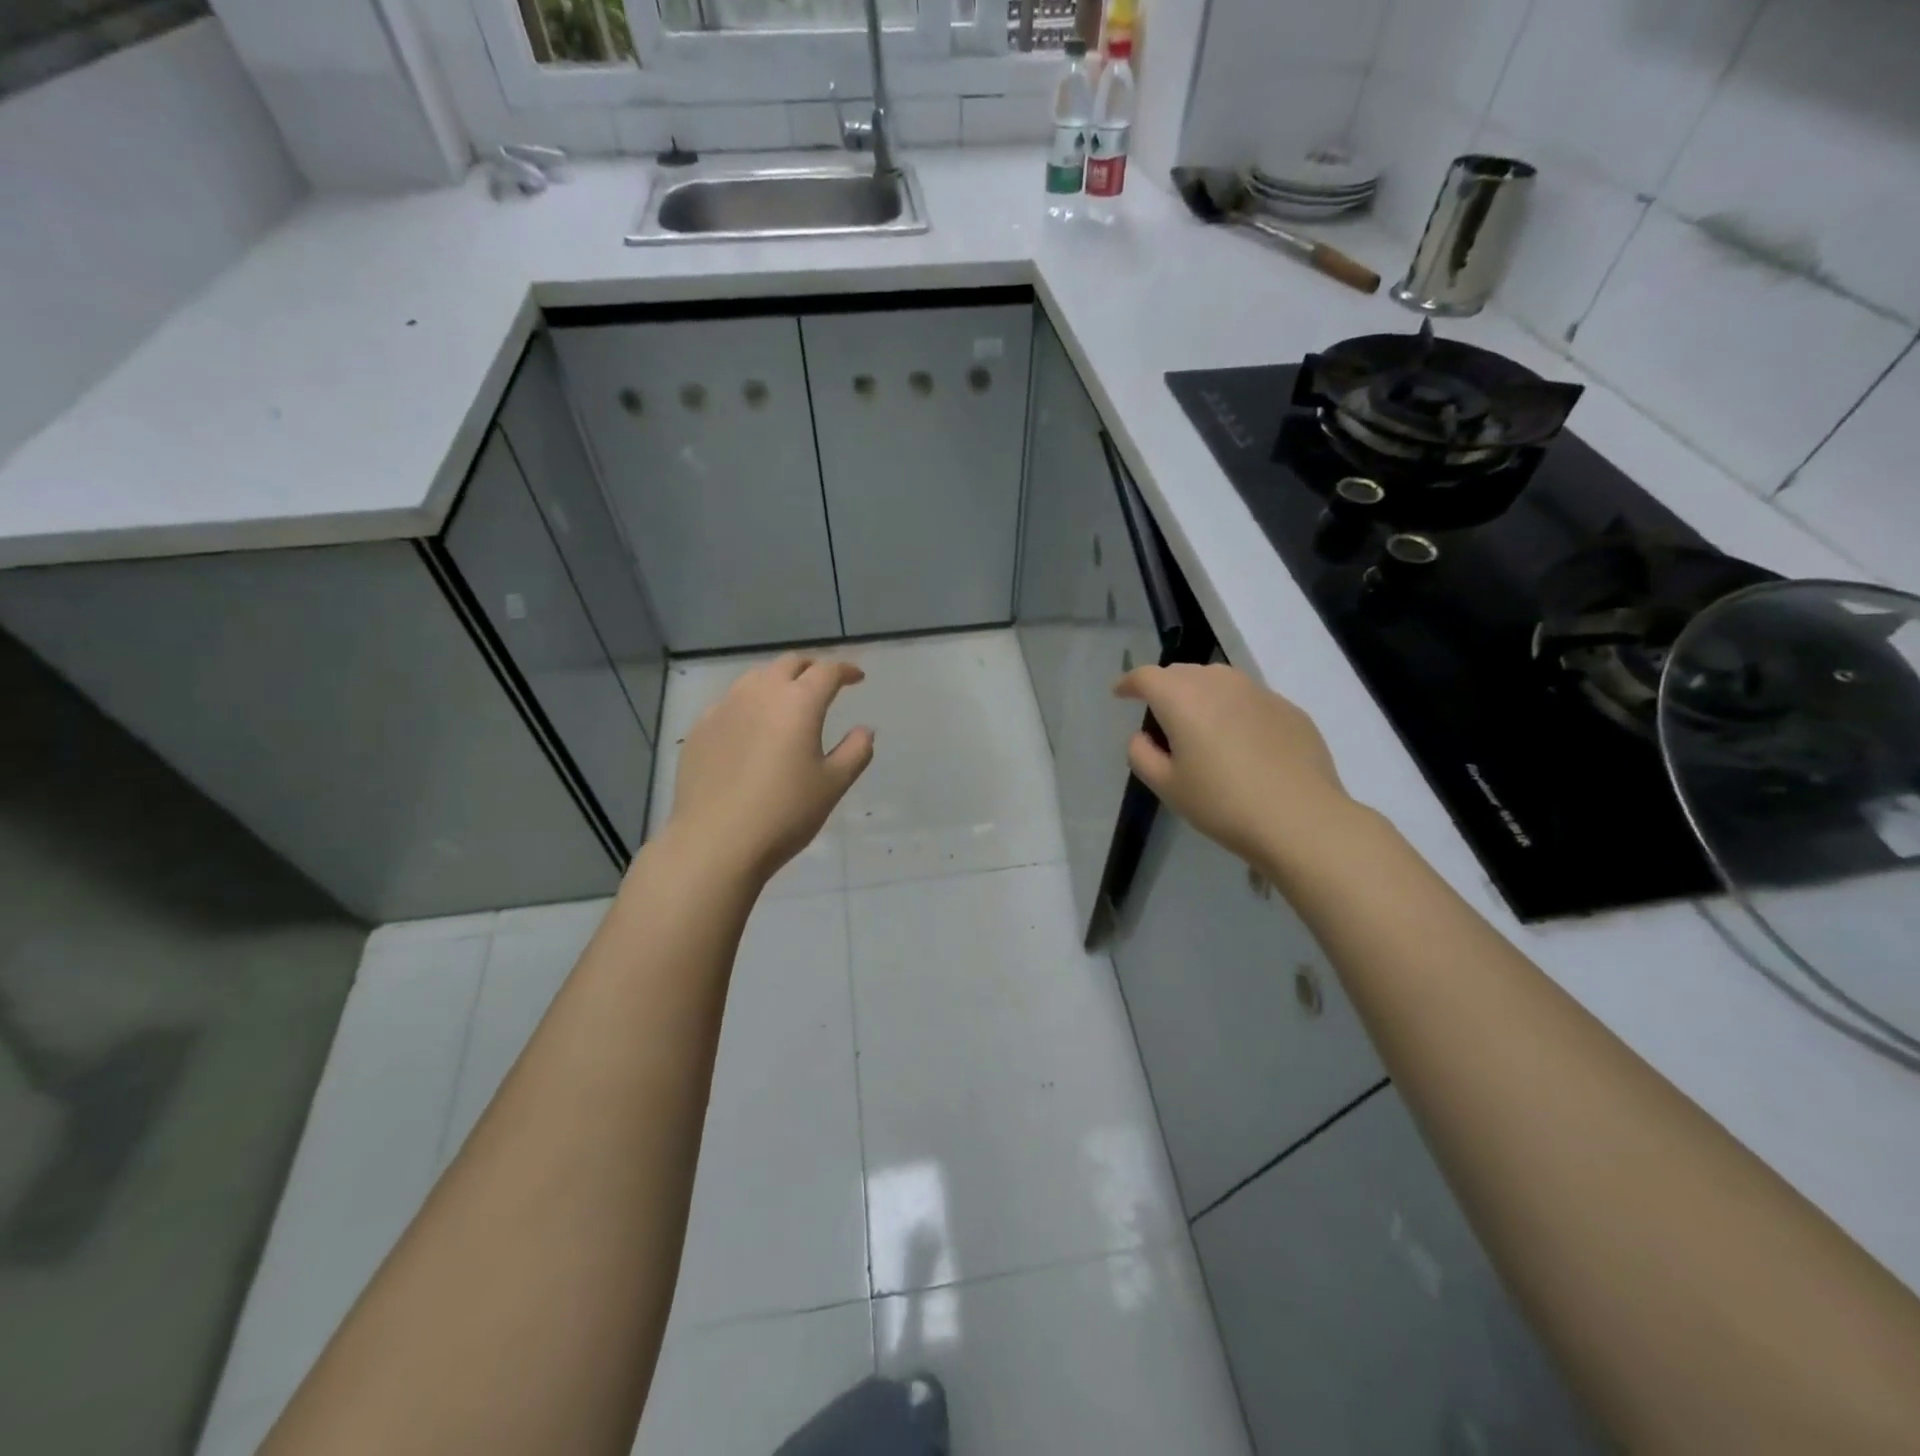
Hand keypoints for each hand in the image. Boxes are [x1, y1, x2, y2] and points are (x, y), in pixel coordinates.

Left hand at [667, 654, 873, 883]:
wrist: (715, 842)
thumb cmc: (785, 812)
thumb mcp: (833, 785)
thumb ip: (855, 751)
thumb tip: (864, 730)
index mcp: (799, 702)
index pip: (827, 671)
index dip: (845, 670)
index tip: (856, 678)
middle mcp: (760, 693)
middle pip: (789, 664)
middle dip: (811, 668)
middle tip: (824, 683)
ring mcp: (724, 708)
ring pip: (755, 678)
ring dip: (778, 680)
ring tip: (787, 700)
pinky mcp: (700, 728)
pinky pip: (730, 702)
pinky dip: (749, 703)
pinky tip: (751, 727)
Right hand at [1114, 663, 1358, 872]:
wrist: (1301, 819)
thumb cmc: (1222, 804)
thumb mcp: (1167, 787)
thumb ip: (1142, 755)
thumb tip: (1143, 736)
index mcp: (1182, 699)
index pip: (1146, 676)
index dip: (1129, 683)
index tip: (1121, 694)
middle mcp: (1219, 683)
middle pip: (1183, 672)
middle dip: (1165, 687)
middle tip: (1160, 716)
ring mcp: (1259, 692)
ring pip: (1219, 680)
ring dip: (1201, 694)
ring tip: (1200, 724)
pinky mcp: (1288, 709)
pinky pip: (1250, 699)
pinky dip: (1234, 710)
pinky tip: (1241, 743)